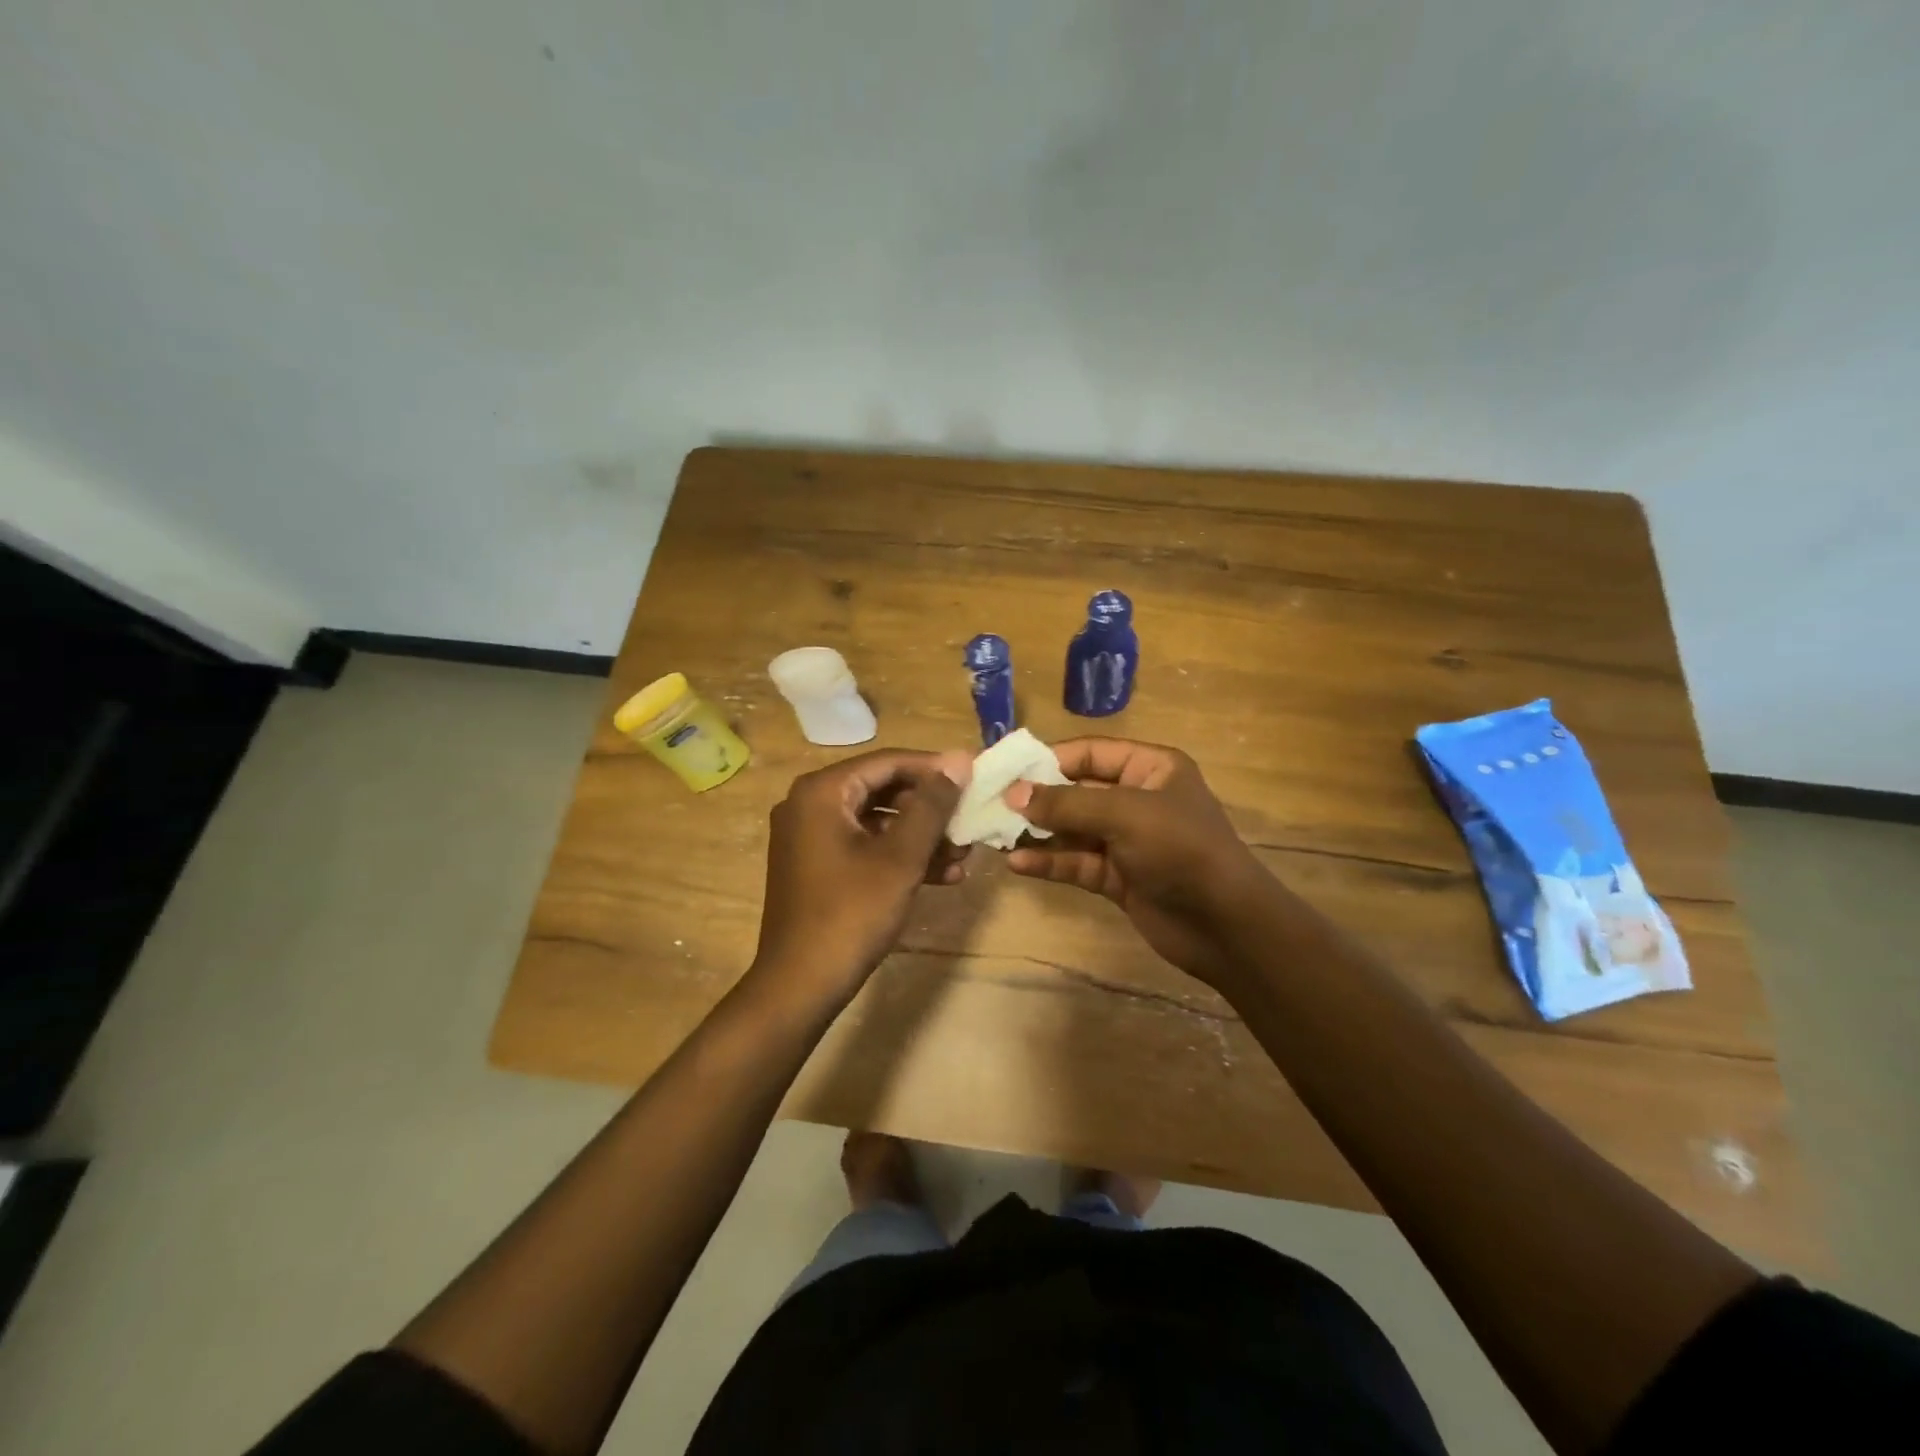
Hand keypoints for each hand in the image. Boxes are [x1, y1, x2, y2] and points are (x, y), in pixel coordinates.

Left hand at [750, 748, 971, 1007]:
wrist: (799, 986)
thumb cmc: (851, 914)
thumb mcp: (900, 857)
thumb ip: (931, 805)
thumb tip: (958, 761)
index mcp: (822, 792)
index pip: (888, 762)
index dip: (934, 768)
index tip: (974, 776)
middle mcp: (810, 805)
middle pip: (883, 790)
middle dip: (931, 808)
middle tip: (971, 819)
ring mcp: (811, 837)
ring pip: (878, 821)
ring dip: (922, 836)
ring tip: (964, 855)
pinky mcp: (818, 866)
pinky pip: (865, 846)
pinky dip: (900, 856)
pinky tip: (942, 875)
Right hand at [1006, 738, 1273, 990]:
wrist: (1226, 926)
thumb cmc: (1181, 850)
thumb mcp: (1125, 815)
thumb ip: (1067, 803)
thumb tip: (1014, 793)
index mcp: (1150, 768)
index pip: (1089, 753)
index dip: (1047, 760)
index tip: (1005, 770)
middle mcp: (1137, 798)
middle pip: (1076, 790)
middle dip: (1036, 798)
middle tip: (991, 804)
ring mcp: (1127, 840)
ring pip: (1072, 829)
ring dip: (1037, 832)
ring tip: (995, 834)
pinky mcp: (1119, 876)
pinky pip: (1077, 862)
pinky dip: (1050, 862)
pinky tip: (1017, 864)